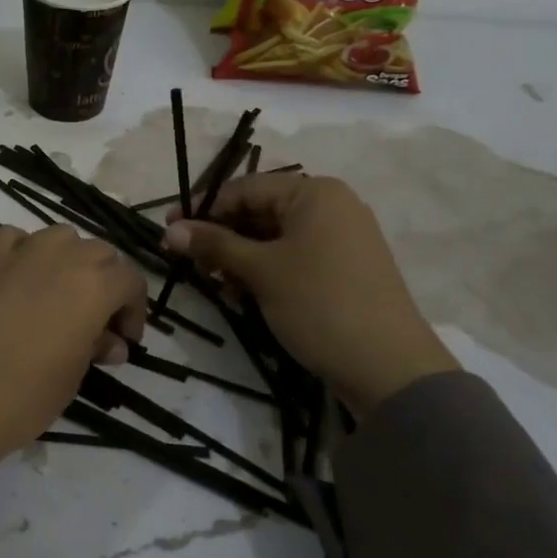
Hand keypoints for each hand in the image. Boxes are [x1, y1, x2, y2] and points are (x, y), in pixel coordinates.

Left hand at [0, 225, 147, 469]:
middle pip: (99, 253)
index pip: (130, 279)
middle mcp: (61, 256)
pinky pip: (15, 239)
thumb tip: (108, 340)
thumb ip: (95, 347)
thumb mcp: (71, 378)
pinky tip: (18, 279)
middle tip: (95, 322)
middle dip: (105, 283)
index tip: (124, 339)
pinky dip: (25, 253)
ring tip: (58, 297)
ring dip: (69, 261)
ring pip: (60, 238)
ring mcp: (18, 251)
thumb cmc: (19, 398)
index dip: (133, 309)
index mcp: (93, 286)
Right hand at [161, 173, 455, 417]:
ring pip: (274, 237)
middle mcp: (331, 206)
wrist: (389, 368)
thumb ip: (213, 245)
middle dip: (222, 236)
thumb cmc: (319, 304)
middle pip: (260, 211)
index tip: (167, 229)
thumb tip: (170, 229)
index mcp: (314, 192)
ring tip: (216, 285)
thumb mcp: (260, 271)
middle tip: (189, 262)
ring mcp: (341, 238)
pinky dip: (265, 271)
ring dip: (240, 257)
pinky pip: (294, 257)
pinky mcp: (344, 268)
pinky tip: (243, 295)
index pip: (244, 189)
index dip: (203, 209)